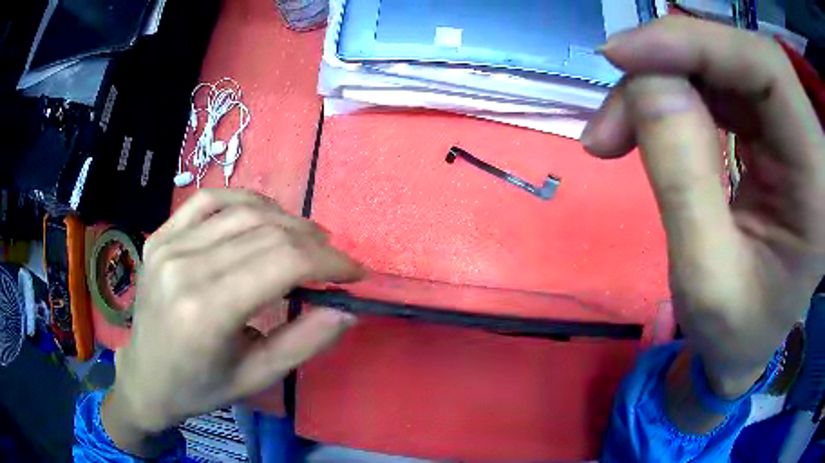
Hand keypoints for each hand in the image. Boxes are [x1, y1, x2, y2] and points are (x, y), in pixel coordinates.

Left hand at [103, 190, 363, 455]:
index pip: (282, 262)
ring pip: (241, 210)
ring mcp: (167, 245)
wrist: (146, 377)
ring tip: (307, 240)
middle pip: (266, 231)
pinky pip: (208, 200)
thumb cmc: (200, 388)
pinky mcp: (160, 236)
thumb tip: (347, 309)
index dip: (329, 261)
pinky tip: (263, 214)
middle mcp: (184, 267)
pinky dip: (244, 200)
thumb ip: (304, 342)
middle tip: (334, 261)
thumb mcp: (256, 378)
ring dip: (286, 220)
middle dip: (313, 242)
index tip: (355, 272)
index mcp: (207, 311)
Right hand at [582, 17, 824, 395]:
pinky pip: (718, 87)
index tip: (623, 56)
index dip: (697, 43)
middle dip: (668, 68)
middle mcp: (810, 141)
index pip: (768, 69)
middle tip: (611, 116)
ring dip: (663, 85)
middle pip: (740, 58)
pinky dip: (674, 97)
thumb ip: (683, 179)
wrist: (750, 347)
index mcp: (816, 182)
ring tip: (616, 131)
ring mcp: (791, 130)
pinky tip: (646, 126)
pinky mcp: (770, 132)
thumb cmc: (736, 334)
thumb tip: (645, 84)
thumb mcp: (706, 281)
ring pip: (722, 67)